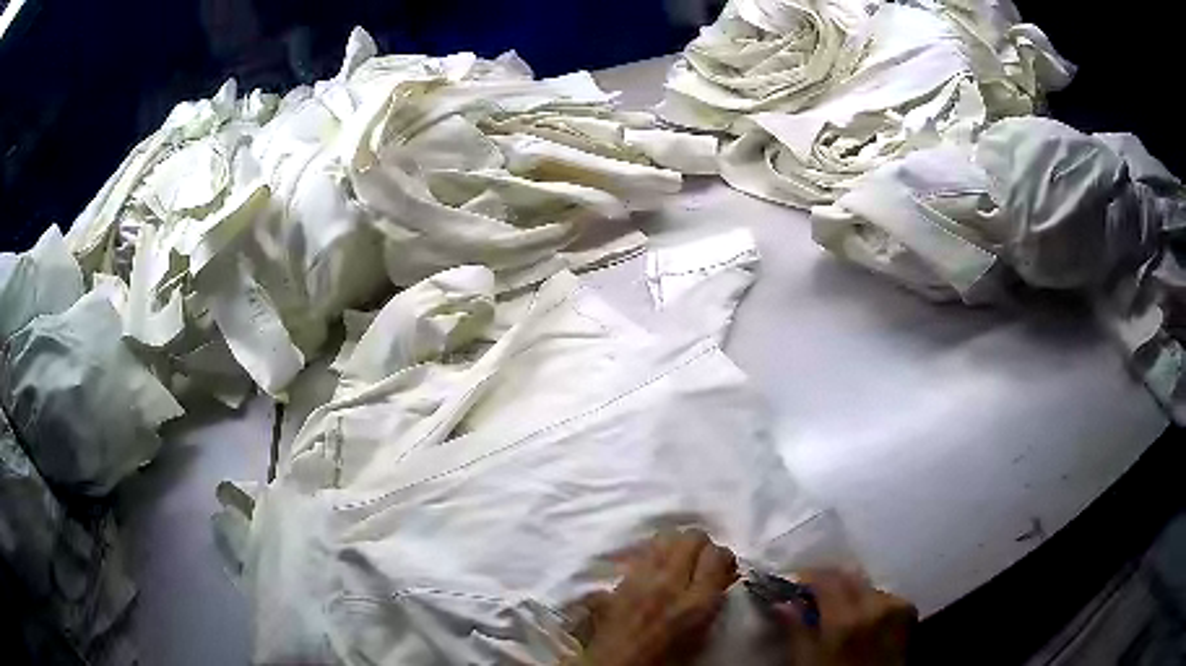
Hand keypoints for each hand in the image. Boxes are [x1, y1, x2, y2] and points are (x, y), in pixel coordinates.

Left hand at [570, 529, 738, 665]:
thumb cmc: (666, 659)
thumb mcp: (701, 634)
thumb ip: (713, 600)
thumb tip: (723, 576)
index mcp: (696, 603)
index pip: (717, 555)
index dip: (724, 558)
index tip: (724, 568)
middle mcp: (669, 583)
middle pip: (692, 537)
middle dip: (701, 546)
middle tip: (702, 562)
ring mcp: (641, 578)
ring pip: (666, 537)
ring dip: (677, 545)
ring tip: (679, 562)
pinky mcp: (620, 580)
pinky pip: (643, 552)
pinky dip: (654, 553)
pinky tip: (656, 569)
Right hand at [775, 569, 916, 665]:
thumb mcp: (807, 662)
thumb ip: (796, 631)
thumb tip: (782, 603)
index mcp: (845, 619)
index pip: (826, 579)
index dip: (808, 577)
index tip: (795, 585)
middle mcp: (874, 605)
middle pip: (849, 575)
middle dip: (830, 581)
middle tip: (813, 594)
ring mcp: (896, 606)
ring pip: (867, 585)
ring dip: (851, 591)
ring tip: (839, 609)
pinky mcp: (908, 611)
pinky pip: (885, 595)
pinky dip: (871, 601)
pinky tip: (863, 617)